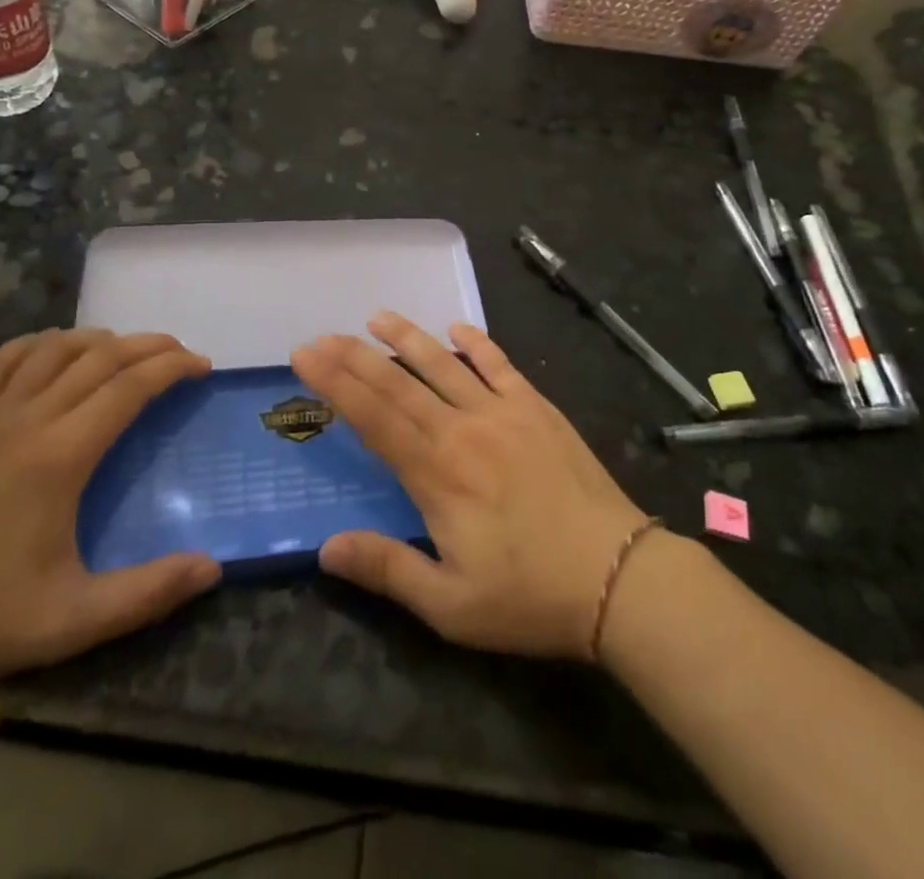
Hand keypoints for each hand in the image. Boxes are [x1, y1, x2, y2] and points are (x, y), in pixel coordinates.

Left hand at [0, 329, 221, 686]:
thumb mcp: (71, 620)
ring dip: (99, 339)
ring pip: (53, 349)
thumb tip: (212, 569)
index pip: (129, 387)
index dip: (172, 368)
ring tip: (127, 349)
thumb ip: (147, 593)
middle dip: (148, 346)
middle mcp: (28, 420)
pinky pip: (2, 362)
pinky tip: (53, 349)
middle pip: (99, 357)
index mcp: (60, 456)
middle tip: (181, 353)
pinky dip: (38, 344)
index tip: (202, 366)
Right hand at [291, 314, 650, 660]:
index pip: (373, 417)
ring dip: (408, 338)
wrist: (618, 577)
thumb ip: (387, 569)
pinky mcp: (537, 409)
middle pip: (399, 384)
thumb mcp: (450, 606)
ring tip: (377, 317)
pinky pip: (500, 365)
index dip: (335, 384)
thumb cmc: (529, 597)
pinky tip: (457, 327)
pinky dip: (477, 344)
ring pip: (444, 365)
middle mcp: (463, 431)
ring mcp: (503, 413)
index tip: (305, 356)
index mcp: (436, 475)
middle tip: (322, 334)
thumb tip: (326, 548)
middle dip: (355, 356)